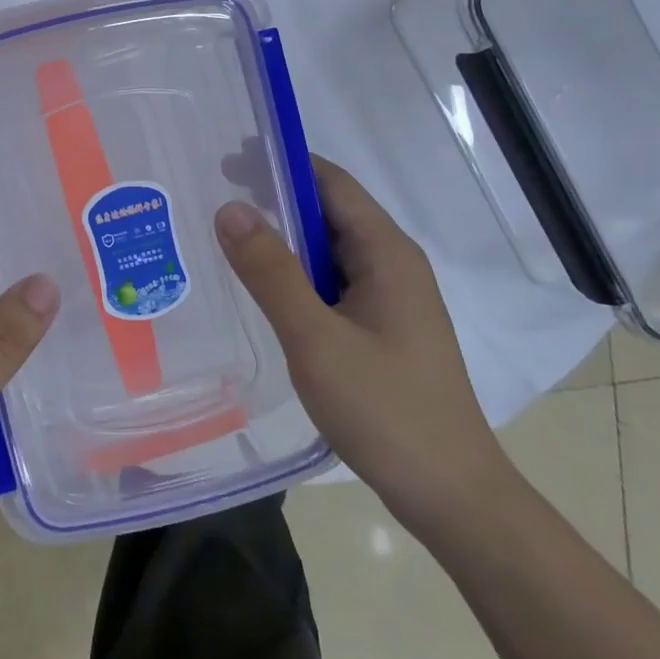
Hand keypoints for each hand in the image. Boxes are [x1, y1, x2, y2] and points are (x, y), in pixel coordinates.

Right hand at [214, 157, 513, 538]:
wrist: (451, 496)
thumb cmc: (386, 411)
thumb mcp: (316, 339)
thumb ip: (271, 271)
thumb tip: (229, 207)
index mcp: (386, 253)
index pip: (330, 182)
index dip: (280, 164)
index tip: (225, 161)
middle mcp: (392, 264)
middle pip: (328, 211)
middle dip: (271, 201)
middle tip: (208, 202)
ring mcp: (388, 298)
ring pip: (326, 250)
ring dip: (279, 240)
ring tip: (220, 240)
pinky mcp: (379, 327)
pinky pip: (329, 282)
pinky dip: (292, 274)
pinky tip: (258, 289)